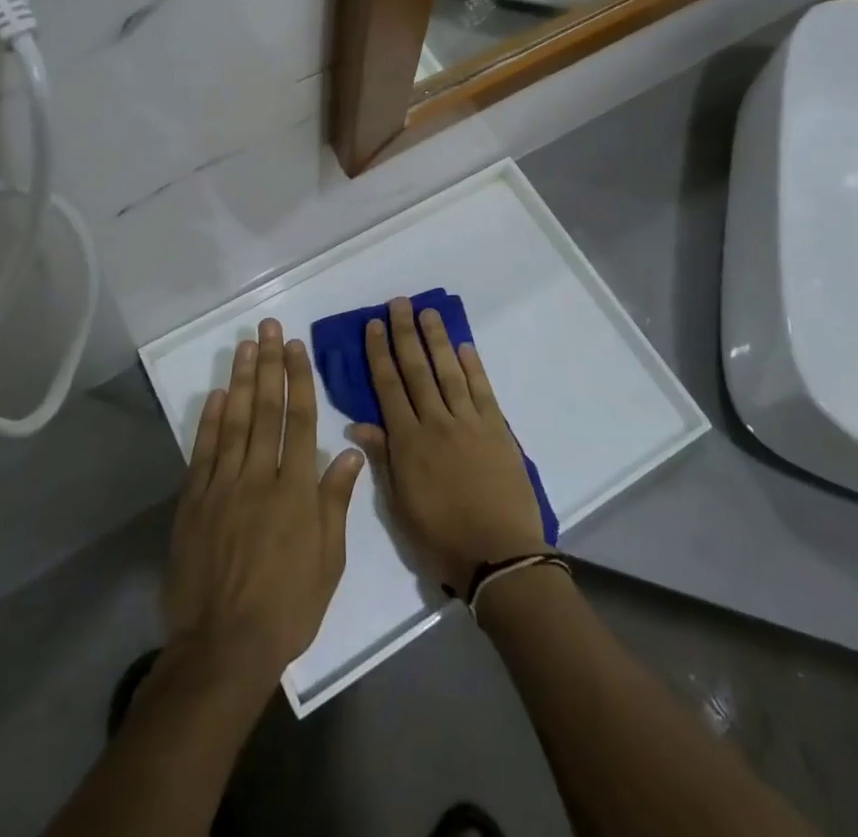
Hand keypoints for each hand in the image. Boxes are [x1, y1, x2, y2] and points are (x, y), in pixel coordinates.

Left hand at [164, 320, 364, 684]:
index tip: (295, 346)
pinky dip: (209, 420)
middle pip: (265, 409)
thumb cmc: (287, 607)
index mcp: (296, 490)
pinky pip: (203, 451)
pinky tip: (216, 394)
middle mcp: (259, 477)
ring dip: (239, 380)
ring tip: (244, 345)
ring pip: (233, 421)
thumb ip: (335, 501)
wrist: (223, 648)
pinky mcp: (194, 502)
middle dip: (268, 364)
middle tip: (268, 327)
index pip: (299, 420)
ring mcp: (222, 487)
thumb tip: (347, 450)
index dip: (298, 379)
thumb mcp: (328, 561)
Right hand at [346, 298, 548, 593]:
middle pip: (417, 369)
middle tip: (399, 302)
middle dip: (405, 334)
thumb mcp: (400, 506)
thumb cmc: (441, 538)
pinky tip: (464, 347)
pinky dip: (473, 366)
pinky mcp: (497, 429)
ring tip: (428, 312)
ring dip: (437, 339)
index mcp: (408, 442)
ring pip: (449, 371)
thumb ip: (383, 459)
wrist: (500, 555)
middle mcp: (436, 422)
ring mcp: (469, 422)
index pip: (388, 387)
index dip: (379, 354)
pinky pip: (482, 390)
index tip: (373, 325)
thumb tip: (358, 424)